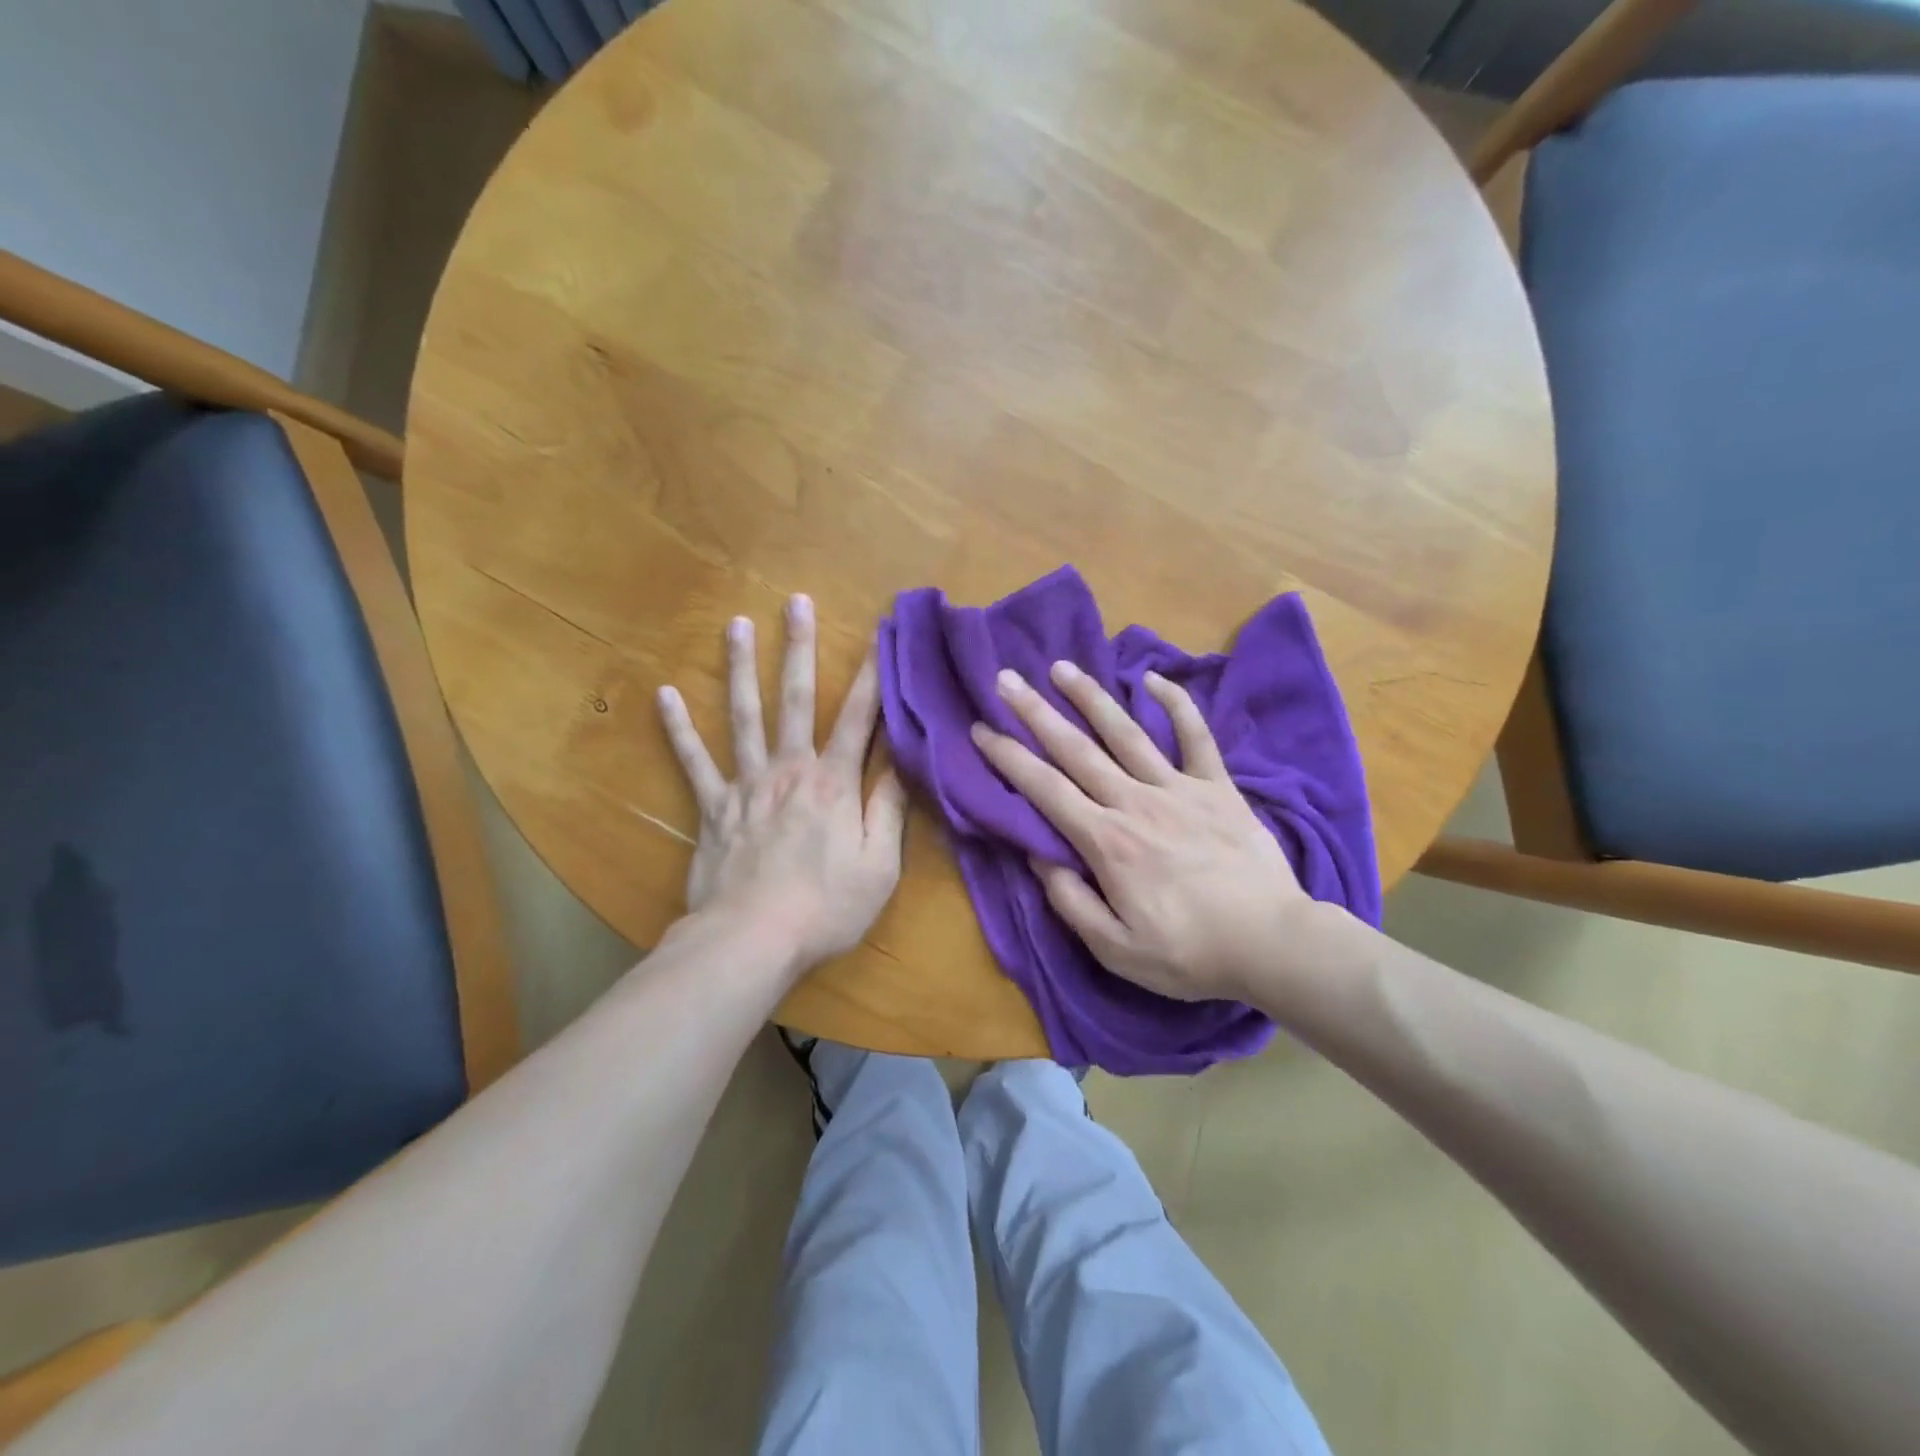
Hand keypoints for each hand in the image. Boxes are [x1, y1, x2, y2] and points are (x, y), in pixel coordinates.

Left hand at [656, 595, 904, 980]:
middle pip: (796, 699)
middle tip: (796, 602)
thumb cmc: (826, 907)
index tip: (879, 634)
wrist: (752, 940)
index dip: (873, 674)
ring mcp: (746, 785)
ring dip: (741, 668)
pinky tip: (665, 694)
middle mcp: (790, 770)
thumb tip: (903, 761)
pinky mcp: (712, 808)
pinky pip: (693, 762)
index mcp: (834, 783)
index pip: (859, 718)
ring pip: (743, 716)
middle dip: (799, 648)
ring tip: (736, 624)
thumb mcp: (879, 865)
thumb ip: (889, 809)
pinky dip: (678, 728)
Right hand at [971, 662, 1309, 1003]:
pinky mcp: (1217, 787)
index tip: (981, 730)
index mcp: (1106, 842)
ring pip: (1126, 733)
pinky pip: (1196, 737)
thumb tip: (1038, 856)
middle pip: (1076, 750)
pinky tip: (1153, 679)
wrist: (1273, 943)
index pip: (1045, 790)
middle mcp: (1135, 802)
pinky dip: (1176, 705)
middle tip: (1005, 679)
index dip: (1008, 757)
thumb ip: (1071, 901)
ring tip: (1062, 668)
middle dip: (1036, 713)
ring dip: (1091, 697)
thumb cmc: (1189, 953)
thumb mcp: (1115, 949)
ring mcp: (1179, 789)